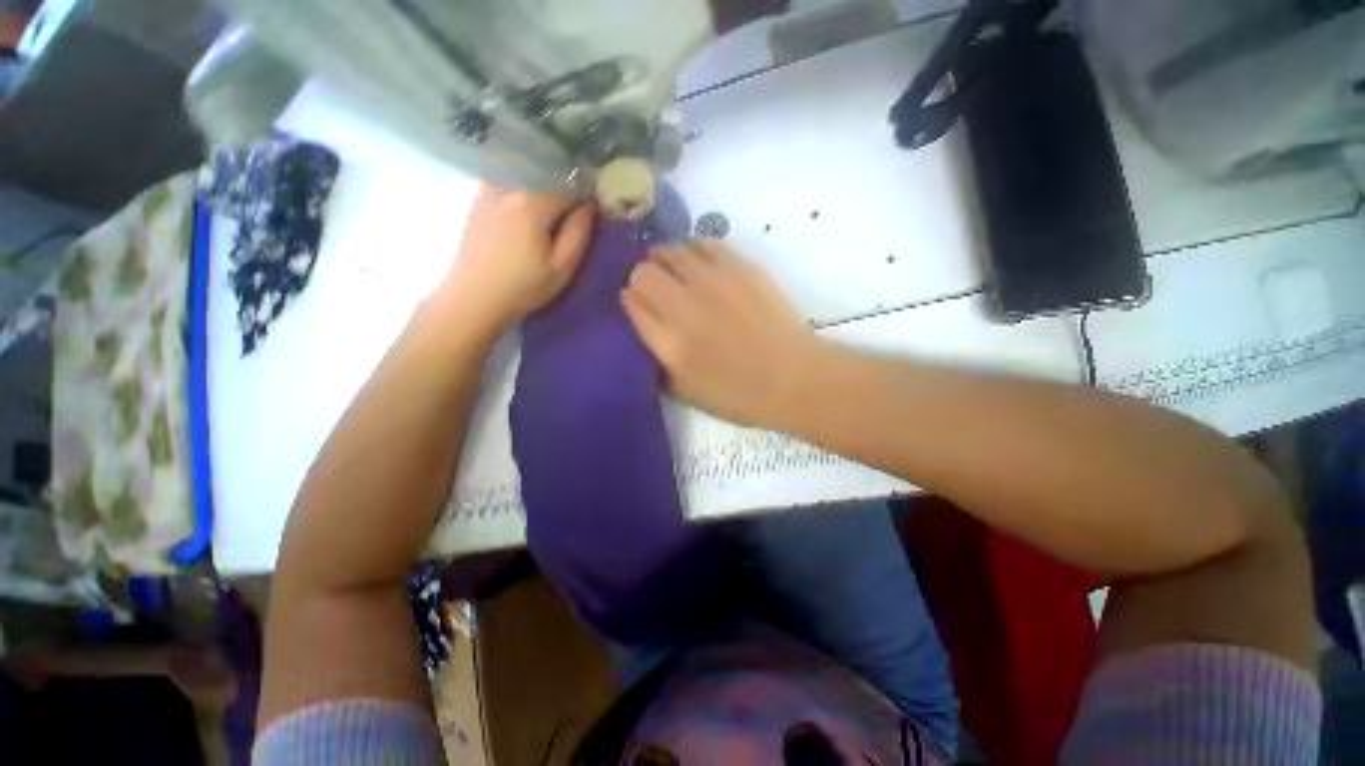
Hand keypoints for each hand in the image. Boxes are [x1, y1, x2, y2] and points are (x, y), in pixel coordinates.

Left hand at [442, 182, 594, 331]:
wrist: (474, 297)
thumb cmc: (524, 286)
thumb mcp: (562, 267)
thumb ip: (578, 234)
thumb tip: (589, 207)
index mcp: (533, 204)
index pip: (567, 187)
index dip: (582, 197)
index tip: (589, 212)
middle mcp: (509, 189)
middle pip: (543, 175)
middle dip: (561, 186)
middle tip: (570, 210)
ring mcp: (488, 192)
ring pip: (519, 173)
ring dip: (537, 180)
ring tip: (546, 203)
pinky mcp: (476, 202)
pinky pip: (500, 179)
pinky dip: (515, 182)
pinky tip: (520, 202)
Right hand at [621, 239, 824, 426]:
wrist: (793, 379)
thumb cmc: (738, 394)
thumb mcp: (685, 391)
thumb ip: (655, 359)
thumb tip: (641, 321)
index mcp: (668, 342)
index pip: (631, 301)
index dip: (631, 300)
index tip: (639, 304)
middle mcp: (684, 305)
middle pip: (643, 270)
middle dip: (644, 278)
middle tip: (658, 290)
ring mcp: (714, 281)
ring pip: (671, 250)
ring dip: (668, 261)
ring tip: (680, 275)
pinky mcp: (741, 267)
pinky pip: (705, 243)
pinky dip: (696, 250)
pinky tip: (703, 264)